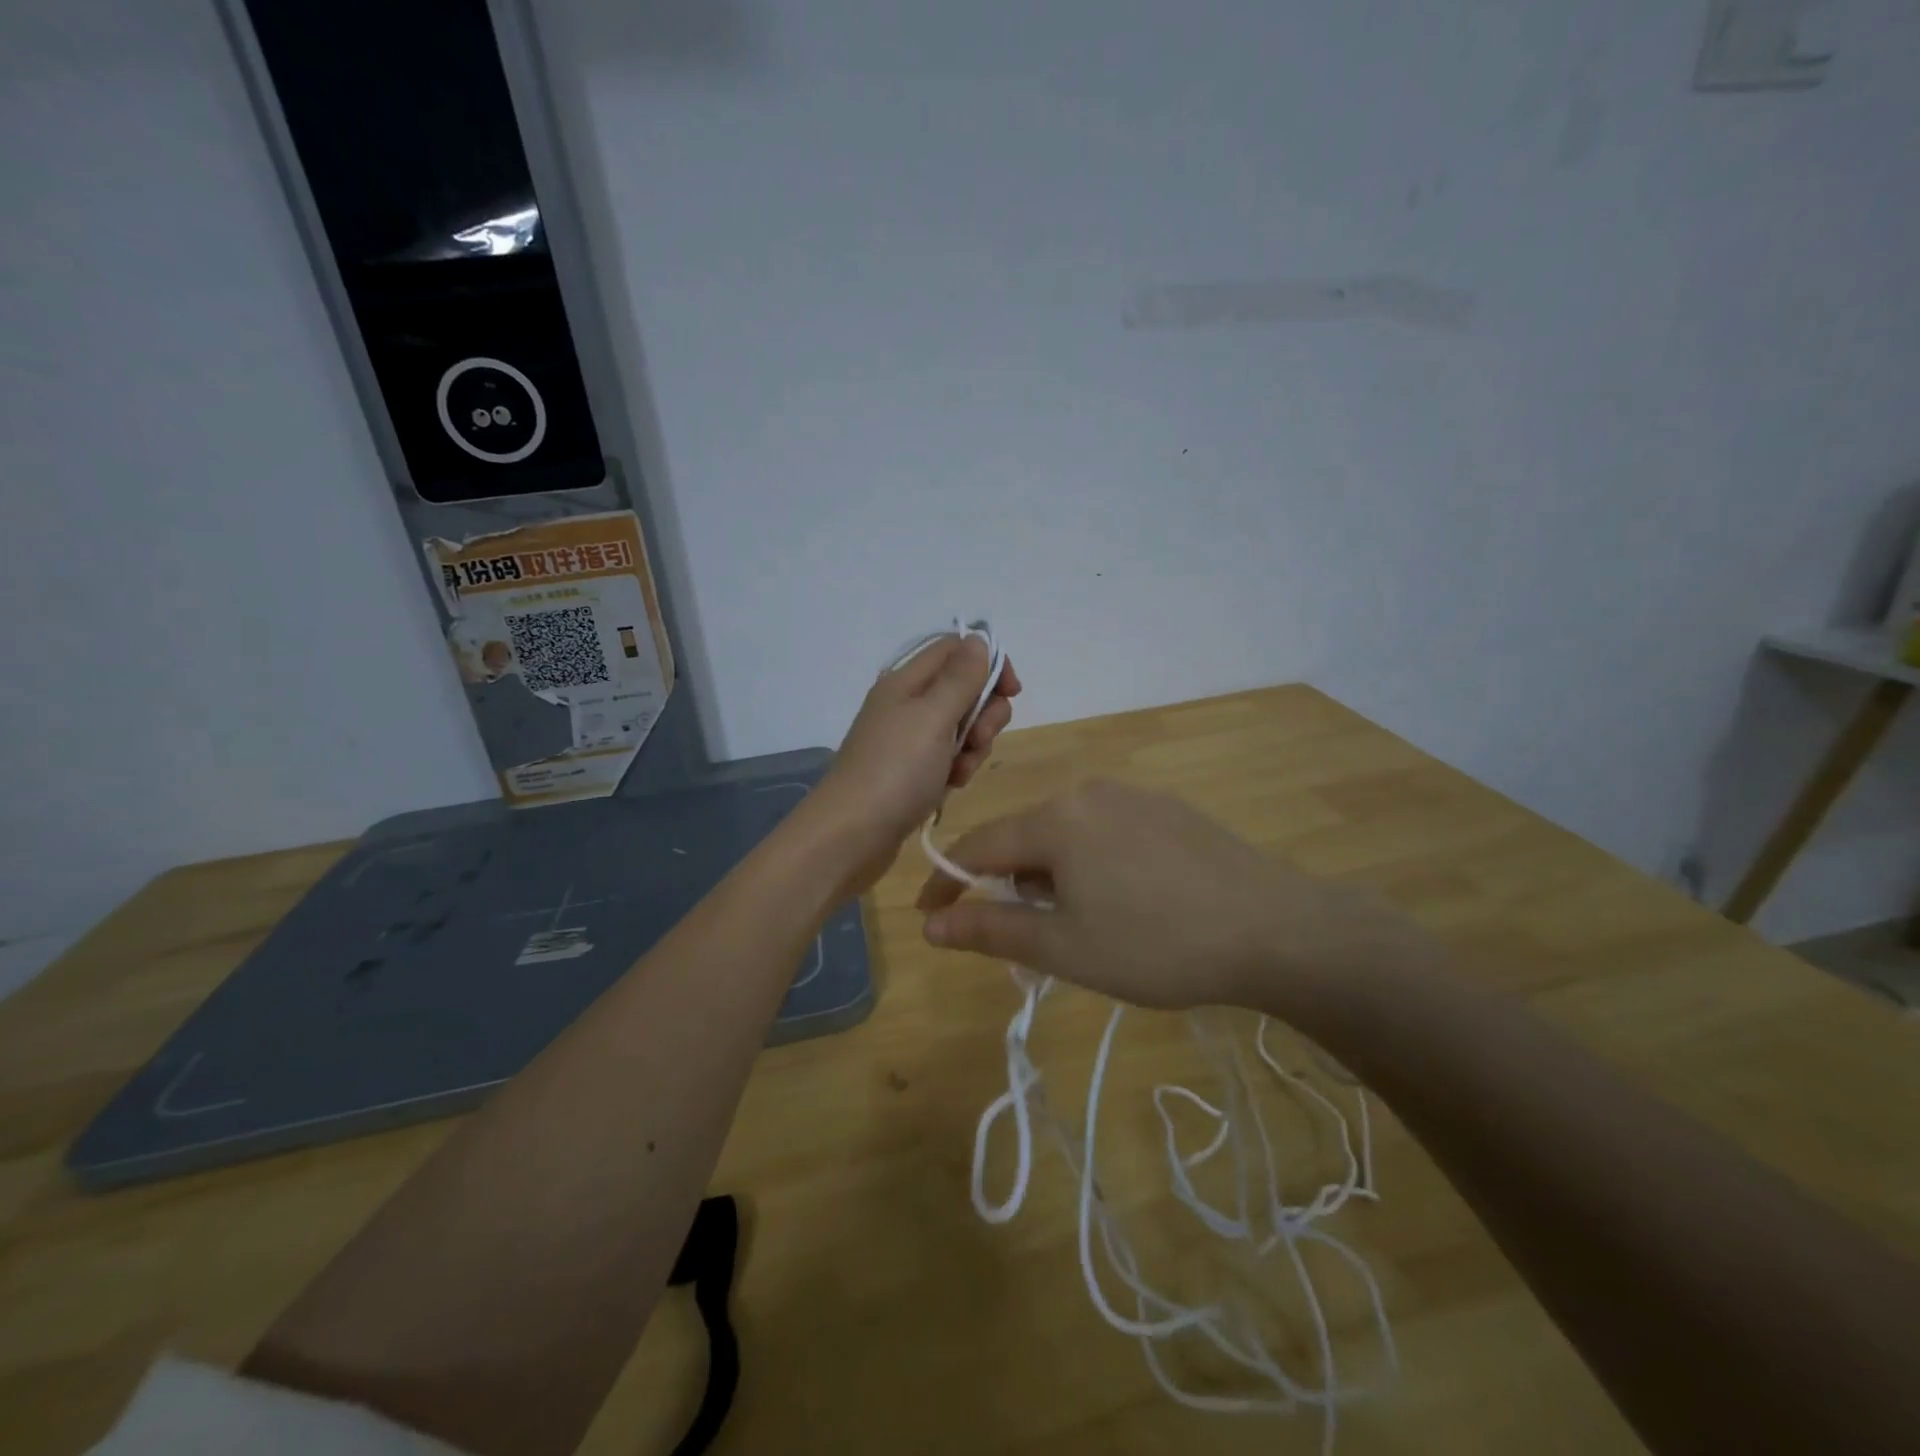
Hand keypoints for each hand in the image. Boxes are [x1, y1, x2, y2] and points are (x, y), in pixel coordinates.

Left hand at [814, 634, 1021, 895]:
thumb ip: (960, 677)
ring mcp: (907, 740)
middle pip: (963, 690)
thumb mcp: (933, 716)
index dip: (989, 663)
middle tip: (977, 739)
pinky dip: (957, 769)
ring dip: (973, 746)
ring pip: (961, 727)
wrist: (850, 835)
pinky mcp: (910, 771)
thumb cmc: (895, 770)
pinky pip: (948, 758)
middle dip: (984, 714)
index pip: (956, 649)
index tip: (1012, 692)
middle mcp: (906, 704)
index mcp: (906, 680)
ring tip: (959, 772)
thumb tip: (979, 639)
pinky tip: (950, 787)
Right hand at [915, 779, 1436, 1014]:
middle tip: (1031, 941)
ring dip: (1054, 877)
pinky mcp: (1167, 809)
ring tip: (1087, 928)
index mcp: (1056, 819)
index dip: (947, 883)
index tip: (929, 919)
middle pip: (1025, 837)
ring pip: (1067, 834)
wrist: (1276, 930)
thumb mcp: (1065, 948)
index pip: (978, 846)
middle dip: (1012, 886)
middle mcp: (1089, 792)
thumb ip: (991, 930)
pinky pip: (1106, 832)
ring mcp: (1133, 796)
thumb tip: (931, 927)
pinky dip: (1092, 864)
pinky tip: (1128, 901)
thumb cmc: (1157, 946)